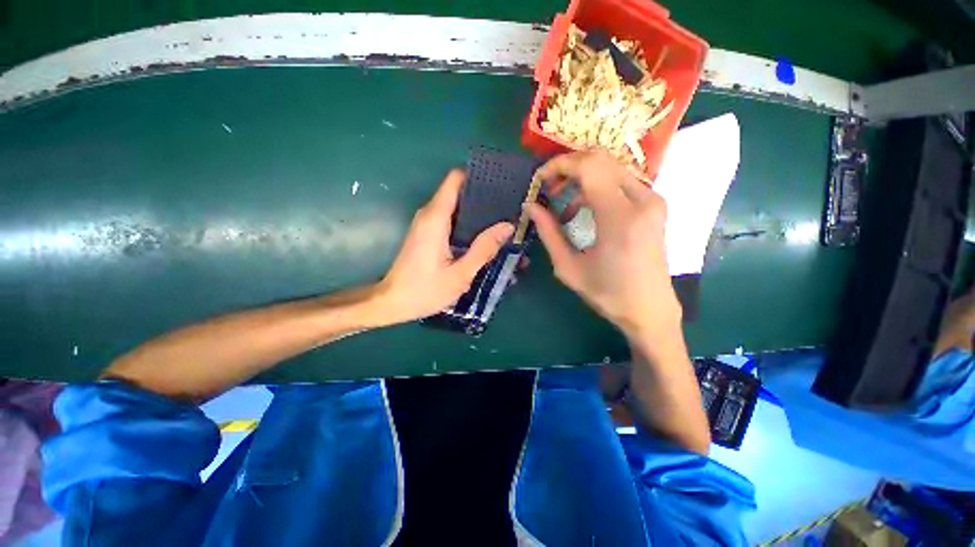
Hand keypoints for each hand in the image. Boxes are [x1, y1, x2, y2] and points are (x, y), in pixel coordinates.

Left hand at [376, 170, 513, 325]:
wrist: (392, 302)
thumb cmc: (425, 290)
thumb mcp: (460, 274)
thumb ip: (483, 249)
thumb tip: (507, 226)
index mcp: (436, 217)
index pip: (456, 179)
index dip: (478, 178)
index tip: (501, 186)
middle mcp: (430, 214)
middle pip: (459, 192)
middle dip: (485, 199)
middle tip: (510, 210)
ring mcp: (428, 224)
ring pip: (457, 208)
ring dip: (479, 215)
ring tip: (503, 224)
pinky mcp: (428, 234)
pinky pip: (452, 221)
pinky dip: (469, 226)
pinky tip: (485, 239)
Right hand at [528, 151, 680, 341]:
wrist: (650, 309)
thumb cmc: (607, 294)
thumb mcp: (568, 267)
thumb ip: (548, 232)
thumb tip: (530, 206)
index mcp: (620, 217)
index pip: (588, 167)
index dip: (558, 166)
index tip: (539, 181)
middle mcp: (642, 200)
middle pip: (600, 159)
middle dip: (568, 167)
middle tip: (549, 189)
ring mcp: (652, 199)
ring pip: (610, 166)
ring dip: (581, 177)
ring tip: (562, 204)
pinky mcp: (654, 204)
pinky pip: (620, 180)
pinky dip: (596, 186)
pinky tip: (583, 209)